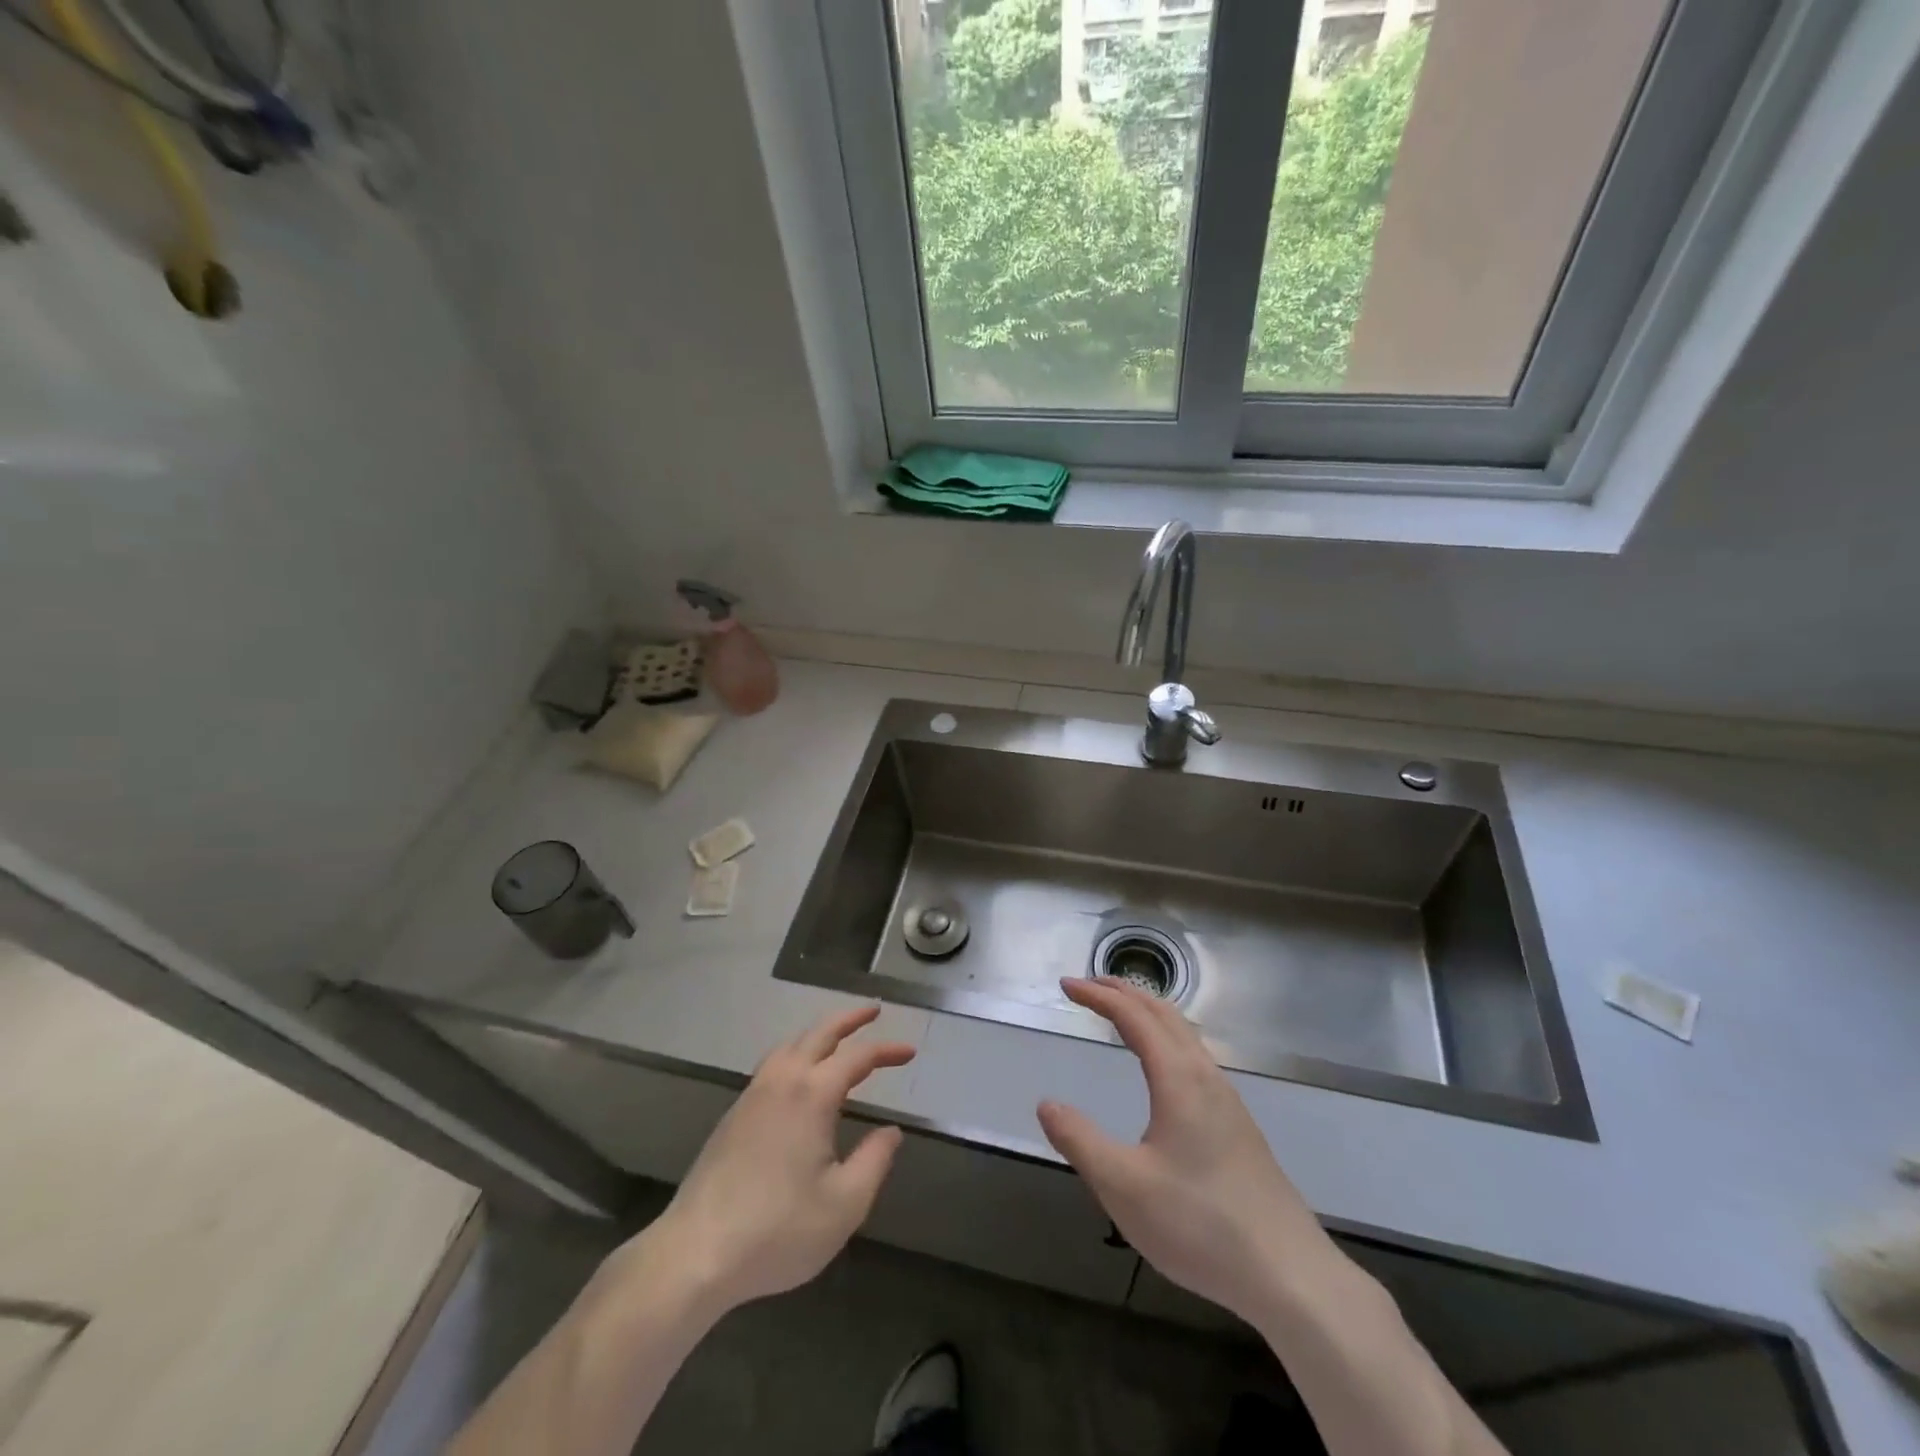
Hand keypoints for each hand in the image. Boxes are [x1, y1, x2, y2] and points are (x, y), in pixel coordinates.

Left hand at [639, 1005, 914, 1316]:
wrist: (695, 1254)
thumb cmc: (777, 1230)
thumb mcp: (844, 1204)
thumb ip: (874, 1161)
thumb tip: (891, 1131)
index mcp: (812, 1094)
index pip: (857, 1057)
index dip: (886, 1051)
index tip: (909, 1052)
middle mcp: (781, 1081)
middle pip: (819, 1033)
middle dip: (849, 1018)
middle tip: (873, 1010)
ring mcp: (752, 1095)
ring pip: (790, 1045)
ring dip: (819, 1034)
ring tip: (838, 1038)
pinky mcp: (733, 1115)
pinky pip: (772, 1064)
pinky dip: (796, 1053)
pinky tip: (798, 1076)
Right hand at [1037, 978, 1336, 1326]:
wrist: (1290, 1276)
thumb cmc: (1200, 1225)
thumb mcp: (1123, 1187)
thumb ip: (1080, 1141)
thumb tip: (1047, 1103)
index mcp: (1179, 1078)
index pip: (1133, 1017)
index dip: (1098, 996)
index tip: (1066, 986)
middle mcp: (1206, 1077)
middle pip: (1164, 1013)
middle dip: (1124, 992)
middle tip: (1088, 986)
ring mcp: (1228, 1101)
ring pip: (1185, 1034)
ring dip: (1149, 1012)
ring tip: (1121, 1015)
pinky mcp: (1239, 1126)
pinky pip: (1196, 1057)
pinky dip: (1167, 1037)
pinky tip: (1163, 1068)